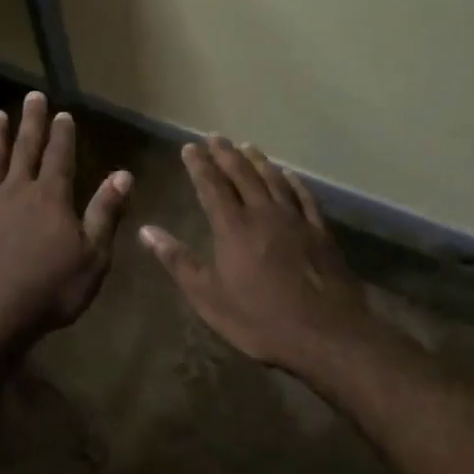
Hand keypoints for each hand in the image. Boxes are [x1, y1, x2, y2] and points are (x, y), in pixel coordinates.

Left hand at [0, 92, 131, 348]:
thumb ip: (105, 213)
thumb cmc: (51, 289)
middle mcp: (17, 190)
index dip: (62, 134)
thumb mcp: (93, 256)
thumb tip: (124, 175)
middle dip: (31, 122)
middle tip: (32, 96)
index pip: (59, 156)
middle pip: (25, 149)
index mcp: (51, 197)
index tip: (62, 113)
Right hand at [139, 136, 367, 376]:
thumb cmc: (261, 320)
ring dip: (257, 160)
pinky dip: (293, 181)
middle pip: (242, 174)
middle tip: (214, 137)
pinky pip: (304, 197)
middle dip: (225, 154)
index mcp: (233, 227)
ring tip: (246, 146)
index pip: (211, 185)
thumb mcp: (209, 297)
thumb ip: (178, 261)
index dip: (199, 164)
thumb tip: (146, 230)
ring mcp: (296, 220)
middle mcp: (263, 213)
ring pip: (273, 179)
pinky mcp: (321, 233)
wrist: (328, 335)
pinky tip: (289, 175)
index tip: (189, 147)